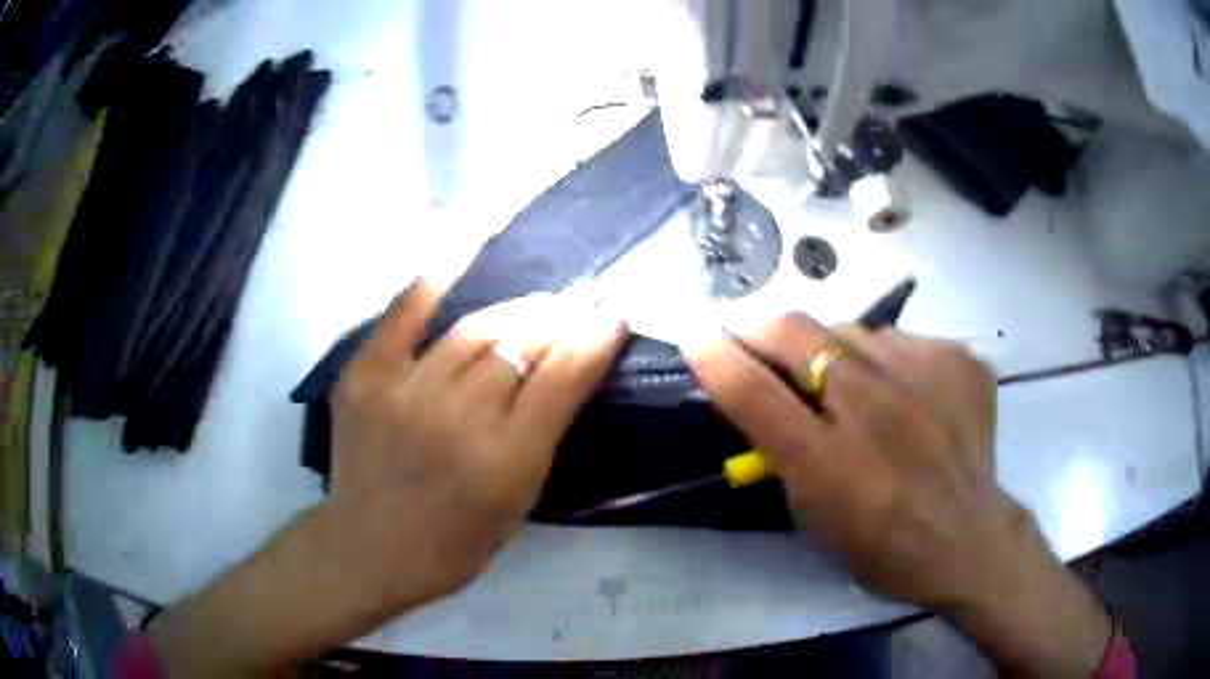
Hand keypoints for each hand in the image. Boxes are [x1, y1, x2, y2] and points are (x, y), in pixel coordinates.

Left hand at [328, 281, 627, 608]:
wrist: (370, 547)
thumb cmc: (456, 541)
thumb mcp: (519, 500)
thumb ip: (545, 433)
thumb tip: (570, 369)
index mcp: (504, 461)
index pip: (561, 379)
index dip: (594, 338)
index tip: (614, 311)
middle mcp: (456, 419)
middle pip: (519, 346)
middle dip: (558, 319)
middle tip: (577, 304)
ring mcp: (403, 393)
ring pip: (473, 330)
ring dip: (515, 310)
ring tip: (537, 302)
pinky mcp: (364, 377)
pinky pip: (402, 315)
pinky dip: (432, 284)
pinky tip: (460, 257)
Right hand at [687, 314, 1111, 678]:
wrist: (968, 537)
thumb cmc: (882, 545)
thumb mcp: (814, 517)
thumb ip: (782, 453)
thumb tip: (762, 394)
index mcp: (829, 463)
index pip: (752, 389)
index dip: (714, 355)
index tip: (696, 335)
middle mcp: (875, 409)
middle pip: (796, 331)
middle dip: (762, 328)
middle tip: (761, 341)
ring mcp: (924, 376)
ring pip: (851, 330)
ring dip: (832, 351)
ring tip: (849, 385)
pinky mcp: (959, 359)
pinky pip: (900, 341)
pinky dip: (886, 362)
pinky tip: (903, 394)